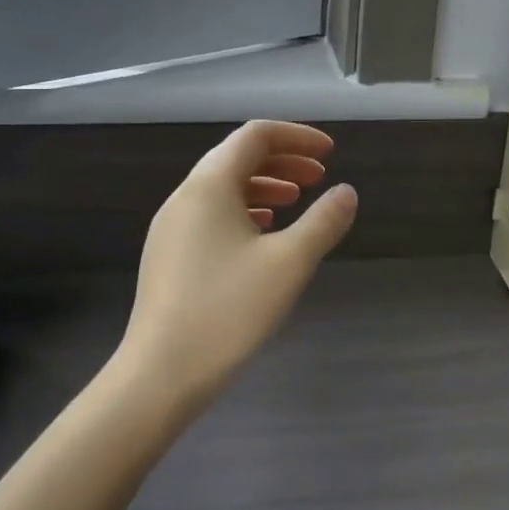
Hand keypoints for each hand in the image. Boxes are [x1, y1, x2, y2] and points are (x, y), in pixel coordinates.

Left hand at [117, 120, 358, 409]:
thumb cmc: (228, 310)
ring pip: (223, 188)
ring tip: (296, 201)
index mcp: (209, 185)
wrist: (161, 374)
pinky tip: (263, 235)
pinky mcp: (168, 255)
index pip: (255, 136)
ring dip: (264, 186)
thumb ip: (323, 222)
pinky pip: (211, 215)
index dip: (296, 136)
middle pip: (236, 157)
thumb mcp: (289, 263)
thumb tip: (347, 192)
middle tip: (319, 178)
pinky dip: (244, 211)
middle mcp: (185, 197)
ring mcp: (171, 227)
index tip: (330, 153)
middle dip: (282, 160)